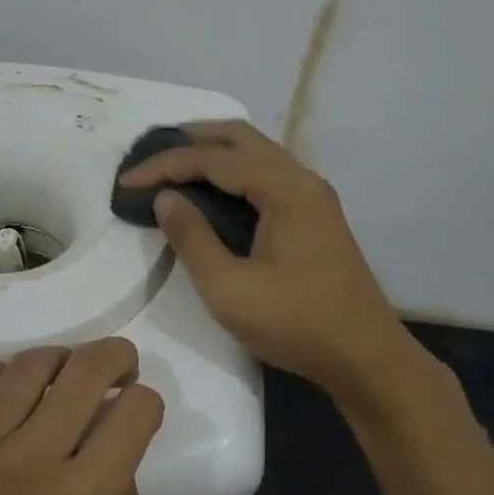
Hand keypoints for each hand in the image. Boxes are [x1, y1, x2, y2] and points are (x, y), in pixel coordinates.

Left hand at [0, 339, 161, 494]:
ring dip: (61, 359)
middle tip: (123, 369)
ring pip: (27, 367)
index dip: (150, 404)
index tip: (143, 418)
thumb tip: (118, 475)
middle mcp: (32, 460)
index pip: (135, 411)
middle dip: (117, 357)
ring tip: (69, 375)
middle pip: (86, 369)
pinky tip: (7, 388)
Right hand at [118, 120, 411, 398]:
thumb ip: (192, 238)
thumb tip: (165, 198)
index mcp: (284, 189)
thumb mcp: (229, 289)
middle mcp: (302, 179)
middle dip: (191, 139)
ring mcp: (314, 196)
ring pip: (258, 153)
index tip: (127, 181)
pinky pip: (269, 174)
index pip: (214, 159)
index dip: (165, 165)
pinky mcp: (316, 215)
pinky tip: (215, 190)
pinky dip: (235, 171)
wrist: (365, 357)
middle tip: (150, 152)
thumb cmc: (296, 324)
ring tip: (174, 164)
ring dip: (215, 151)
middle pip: (241, 137)